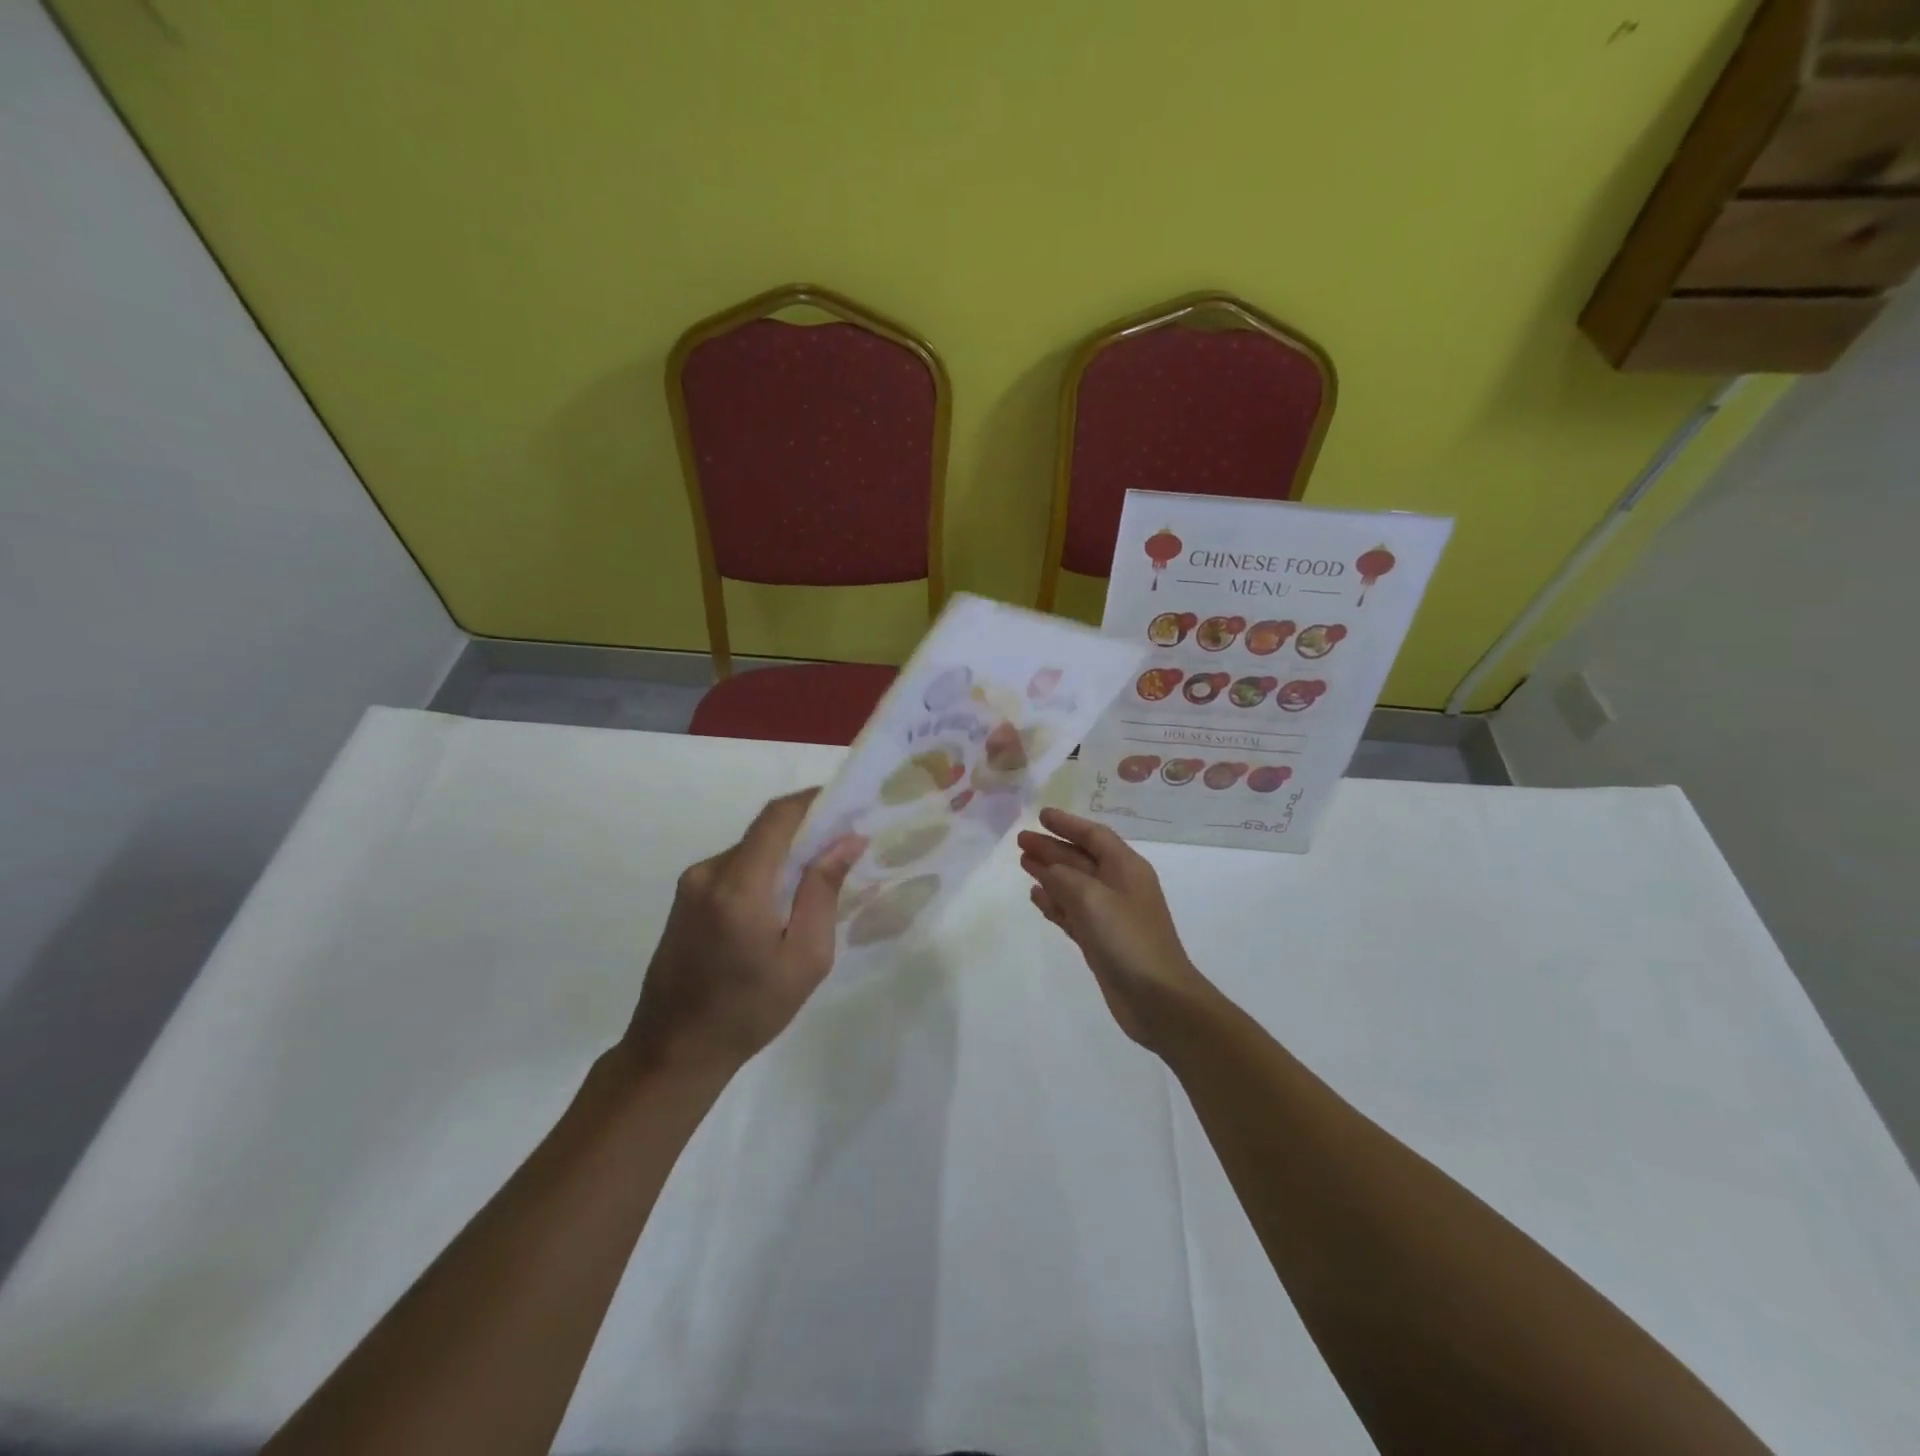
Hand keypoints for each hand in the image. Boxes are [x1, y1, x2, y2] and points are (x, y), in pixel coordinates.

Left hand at [623, 789, 864, 1082]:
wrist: (673, 1051)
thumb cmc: (749, 1011)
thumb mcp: (805, 958)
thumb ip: (823, 892)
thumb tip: (847, 841)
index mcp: (738, 886)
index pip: (777, 817)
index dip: (812, 801)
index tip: (846, 804)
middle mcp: (709, 873)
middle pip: (764, 832)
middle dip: (805, 831)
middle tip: (842, 849)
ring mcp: (691, 885)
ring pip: (749, 851)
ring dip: (783, 855)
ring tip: (815, 883)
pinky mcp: (684, 899)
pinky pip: (733, 869)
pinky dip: (762, 872)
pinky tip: (780, 904)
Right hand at [1016, 807, 1210, 1052]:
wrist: (1158, 999)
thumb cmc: (1128, 939)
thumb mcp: (1092, 899)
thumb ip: (1063, 877)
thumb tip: (1046, 867)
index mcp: (1126, 868)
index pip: (1094, 835)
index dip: (1067, 824)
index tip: (1041, 816)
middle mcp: (1119, 886)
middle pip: (1081, 858)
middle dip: (1052, 847)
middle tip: (1020, 840)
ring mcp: (1110, 915)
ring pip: (1074, 885)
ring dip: (1050, 873)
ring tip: (1023, 862)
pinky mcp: (1100, 940)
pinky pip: (1073, 912)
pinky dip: (1055, 902)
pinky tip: (1036, 896)